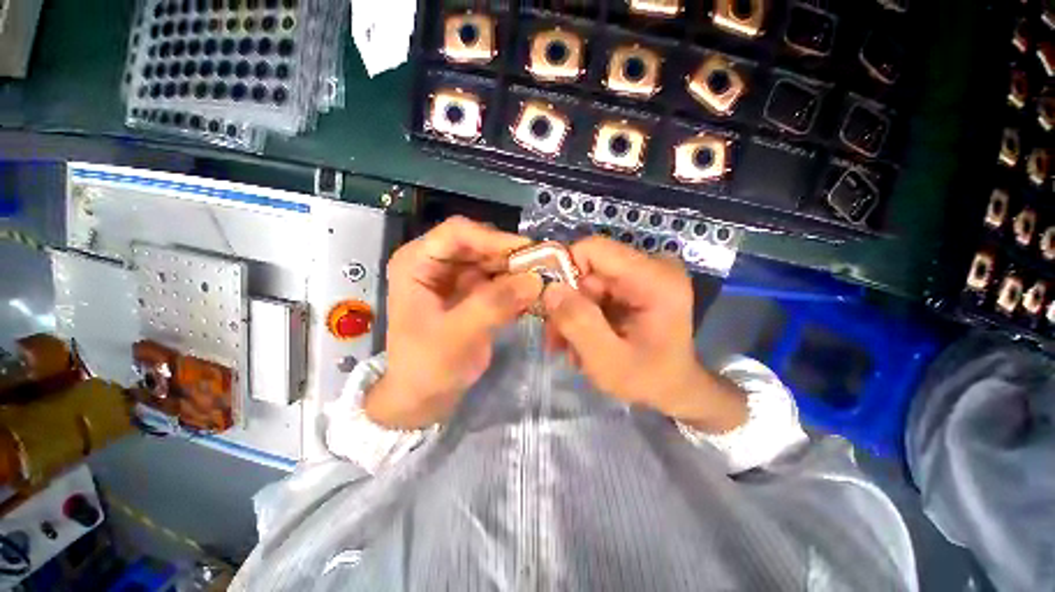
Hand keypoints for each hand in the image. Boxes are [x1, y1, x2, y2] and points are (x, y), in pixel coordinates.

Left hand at [364, 217, 542, 428]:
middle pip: (480, 245)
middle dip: (512, 256)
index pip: (457, 233)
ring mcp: (456, 277)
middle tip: (546, 268)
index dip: (494, 238)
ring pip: (494, 261)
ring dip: (518, 271)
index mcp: (417, 262)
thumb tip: (535, 280)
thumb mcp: (457, 336)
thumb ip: (493, 305)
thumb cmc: (426, 367)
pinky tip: (535, 295)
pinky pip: (499, 280)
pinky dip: (517, 286)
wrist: (422, 396)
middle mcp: (437, 262)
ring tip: (545, 282)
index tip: (529, 252)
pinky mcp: (472, 292)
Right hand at [542, 237, 746, 432]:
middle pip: (588, 268)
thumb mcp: (608, 361)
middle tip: (557, 338)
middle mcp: (652, 267)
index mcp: (655, 279)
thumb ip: (578, 323)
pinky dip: (584, 313)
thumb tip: (550, 289)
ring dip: (573, 312)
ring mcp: (644, 274)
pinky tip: (582, 338)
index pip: (594, 249)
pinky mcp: (636, 284)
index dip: (564, 270)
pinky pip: (596, 289)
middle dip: (567, 302)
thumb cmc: (649, 380)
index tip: (550, 305)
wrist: (677, 389)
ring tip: (570, 346)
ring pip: (587, 280)